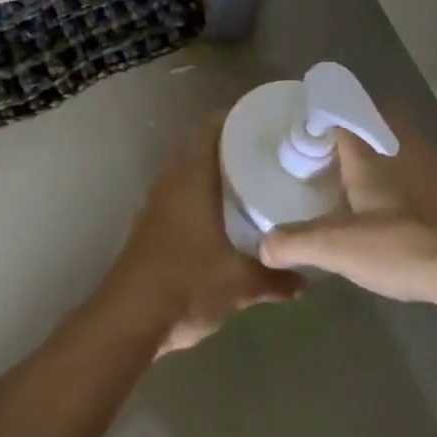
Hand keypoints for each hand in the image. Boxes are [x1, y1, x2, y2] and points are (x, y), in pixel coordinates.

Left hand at [105, 124, 303, 355]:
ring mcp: (158, 202)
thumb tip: (306, 281)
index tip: (266, 121)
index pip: (212, 129)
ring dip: (216, 171)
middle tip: (269, 152)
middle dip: (232, 147)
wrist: (129, 317)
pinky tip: (224, 214)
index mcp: (192, 177)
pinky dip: (203, 194)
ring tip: (253, 179)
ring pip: (190, 172)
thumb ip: (275, 278)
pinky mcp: (152, 224)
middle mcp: (172, 181)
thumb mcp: (240, 283)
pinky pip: (182, 194)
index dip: (237, 119)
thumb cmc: (187, 283)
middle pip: (202, 148)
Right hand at [259, 116, 436, 303]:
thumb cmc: (402, 244)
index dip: (320, 121)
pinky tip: (401, 210)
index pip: (339, 113)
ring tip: (364, 184)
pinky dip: (407, 178)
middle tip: (334, 158)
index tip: (306, 137)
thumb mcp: (338, 248)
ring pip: (400, 142)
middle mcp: (401, 142)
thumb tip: (263, 247)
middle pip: (373, 120)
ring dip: (383, 154)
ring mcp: (434, 162)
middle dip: (354, 132)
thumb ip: (295, 243)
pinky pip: (422, 168)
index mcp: (368, 148)